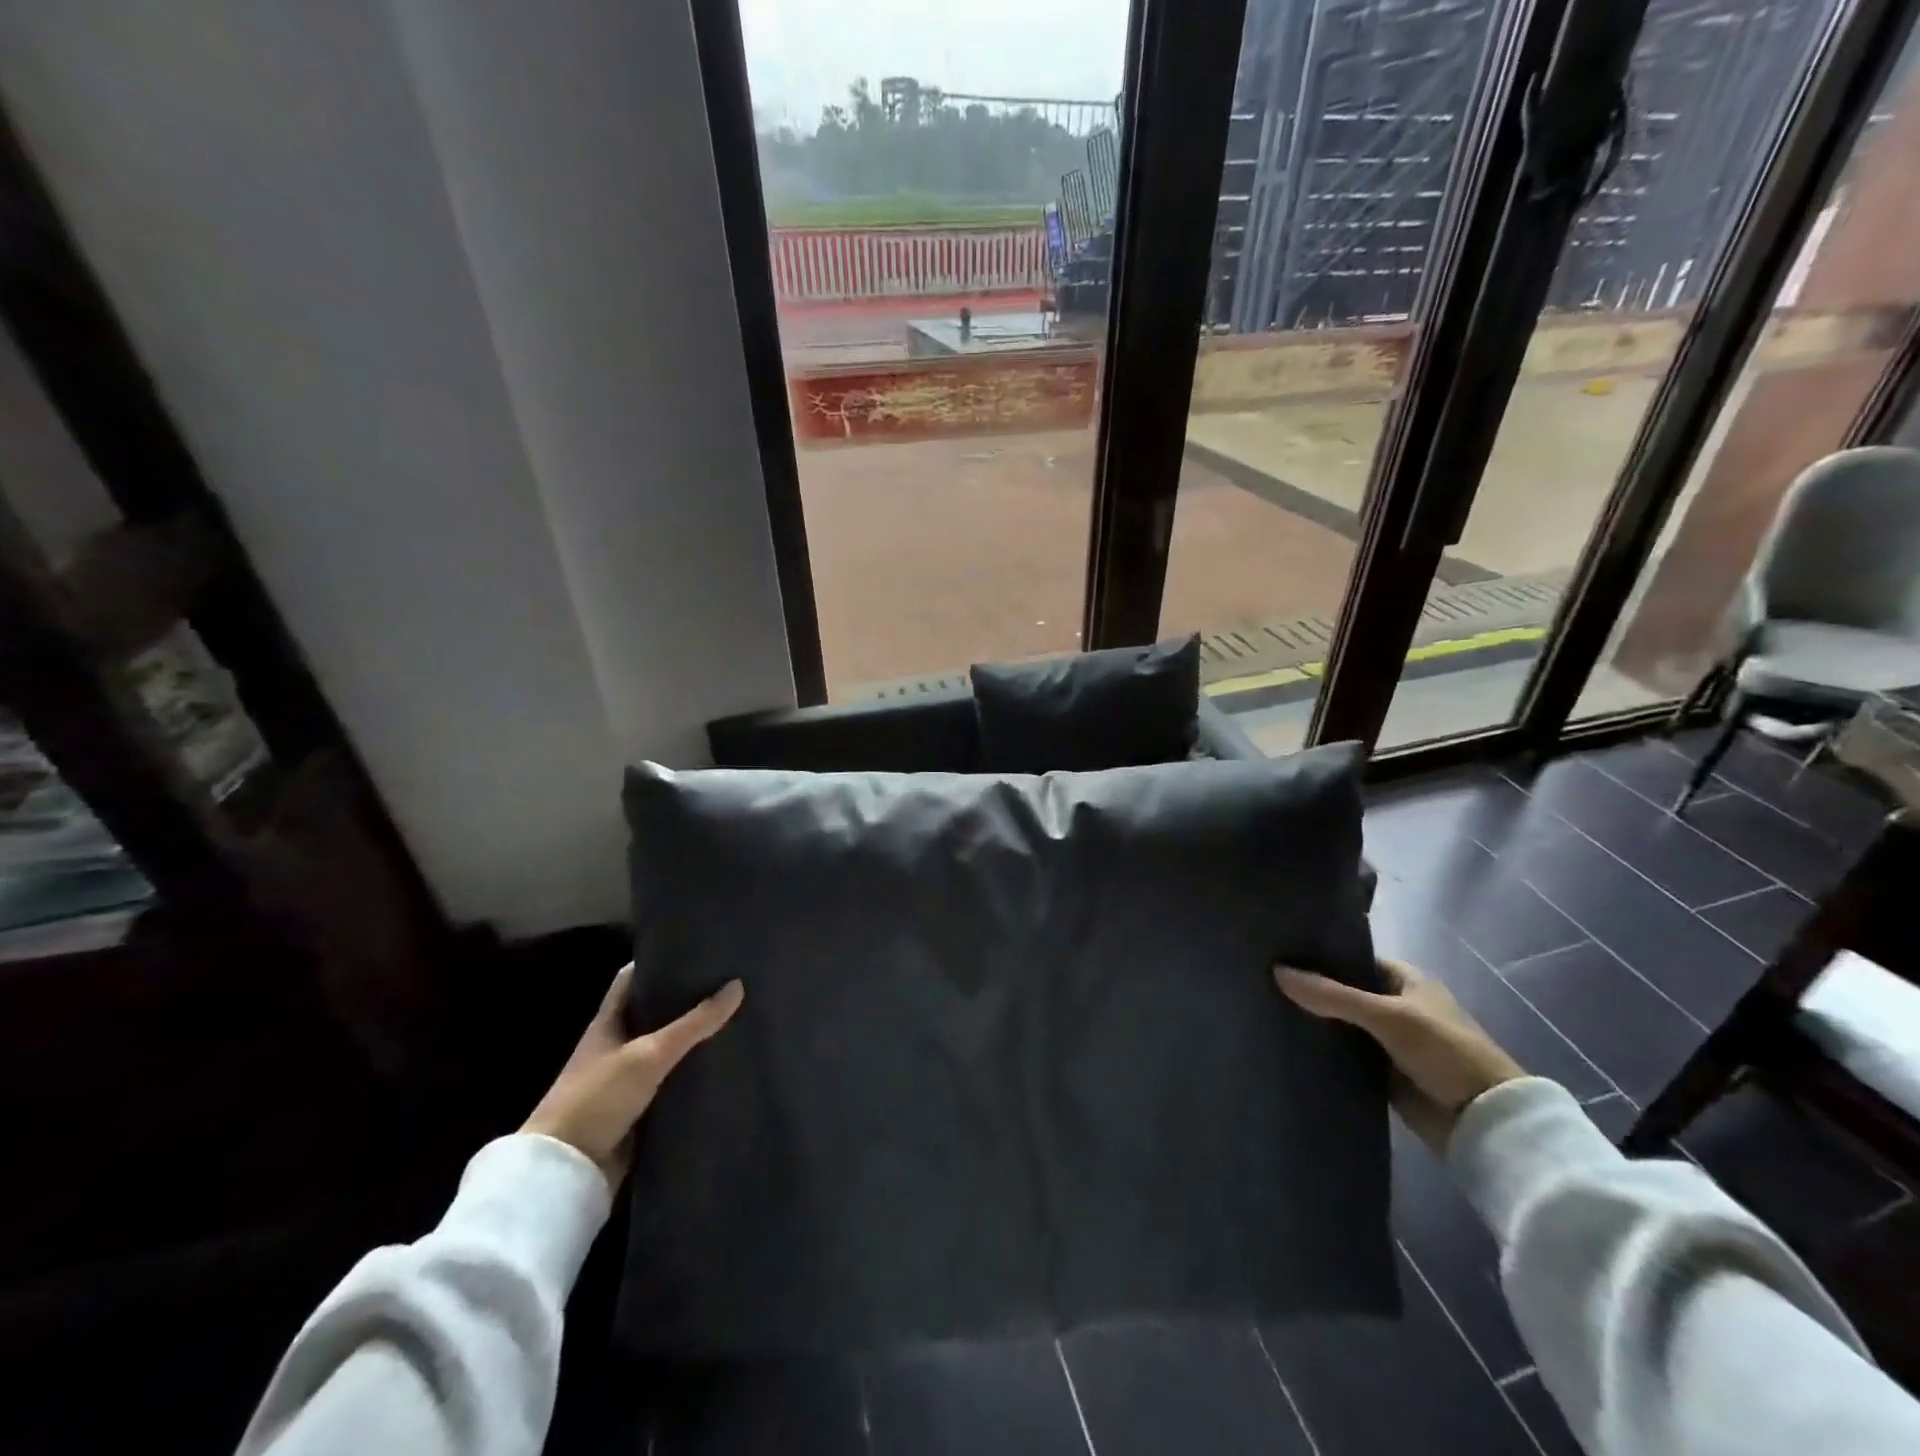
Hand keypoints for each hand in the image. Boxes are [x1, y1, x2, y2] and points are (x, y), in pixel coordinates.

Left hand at [521, 964, 743, 1186]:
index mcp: (608, 1023)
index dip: (658, 961)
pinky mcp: (641, 1110)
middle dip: (686, 1000)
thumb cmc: (597, 1098)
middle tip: (728, 982)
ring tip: (737, 1017)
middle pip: (654, 1013)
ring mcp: (628, 1080)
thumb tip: (737, 986)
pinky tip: (724, 1064)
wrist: (567, 1174)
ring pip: (667, 1049)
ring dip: (694, 1039)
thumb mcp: (648, 1054)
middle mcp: (617, 1046)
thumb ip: (693, 1023)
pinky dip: (693, 1074)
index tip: (694, 950)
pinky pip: (673, 1083)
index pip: (632, 979)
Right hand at [1275, 957, 1523, 1149]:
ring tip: (1263, 1009)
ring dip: (1313, 1021)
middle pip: (1342, 992)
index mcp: (1405, 980)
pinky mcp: (1382, 1073)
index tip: (1279, 953)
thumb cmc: (1445, 1052)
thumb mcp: (1388, 1017)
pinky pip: (1344, 1055)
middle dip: (1310, 989)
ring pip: (1340, 1024)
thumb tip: (1277, 971)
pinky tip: (1287, 1044)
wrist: (1485, 1122)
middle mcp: (1395, 1006)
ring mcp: (1388, 1041)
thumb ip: (1333, 995)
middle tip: (1261, 981)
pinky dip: (1322, 1051)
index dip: (1320, 956)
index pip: (1352, 958)